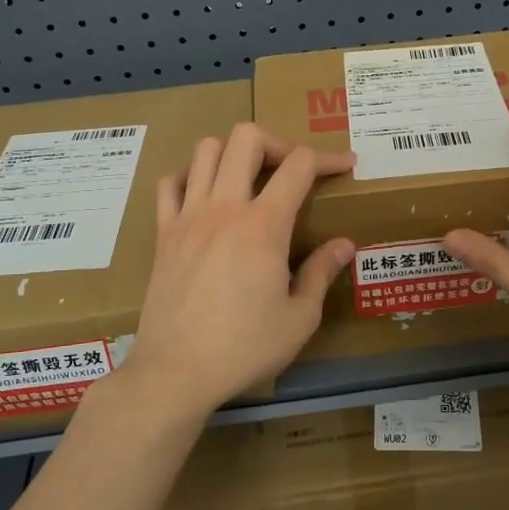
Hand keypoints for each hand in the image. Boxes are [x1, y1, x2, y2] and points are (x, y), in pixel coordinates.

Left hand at [117, 123, 354, 419]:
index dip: (328, 158)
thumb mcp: (299, 319)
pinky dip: (189, 177)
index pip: (299, 164)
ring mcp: (188, 216)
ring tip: (248, 180)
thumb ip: (321, 273)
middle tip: (291, 172)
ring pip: (205, 149)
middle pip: (246, 138)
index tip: (345, 166)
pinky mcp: (163, 233)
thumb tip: (344, 244)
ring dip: (232, 153)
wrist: (176, 371)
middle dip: (277, 143)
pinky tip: (205, 197)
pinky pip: (170, 183)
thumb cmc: (244, 348)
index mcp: (264, 225)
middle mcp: (224, 207)